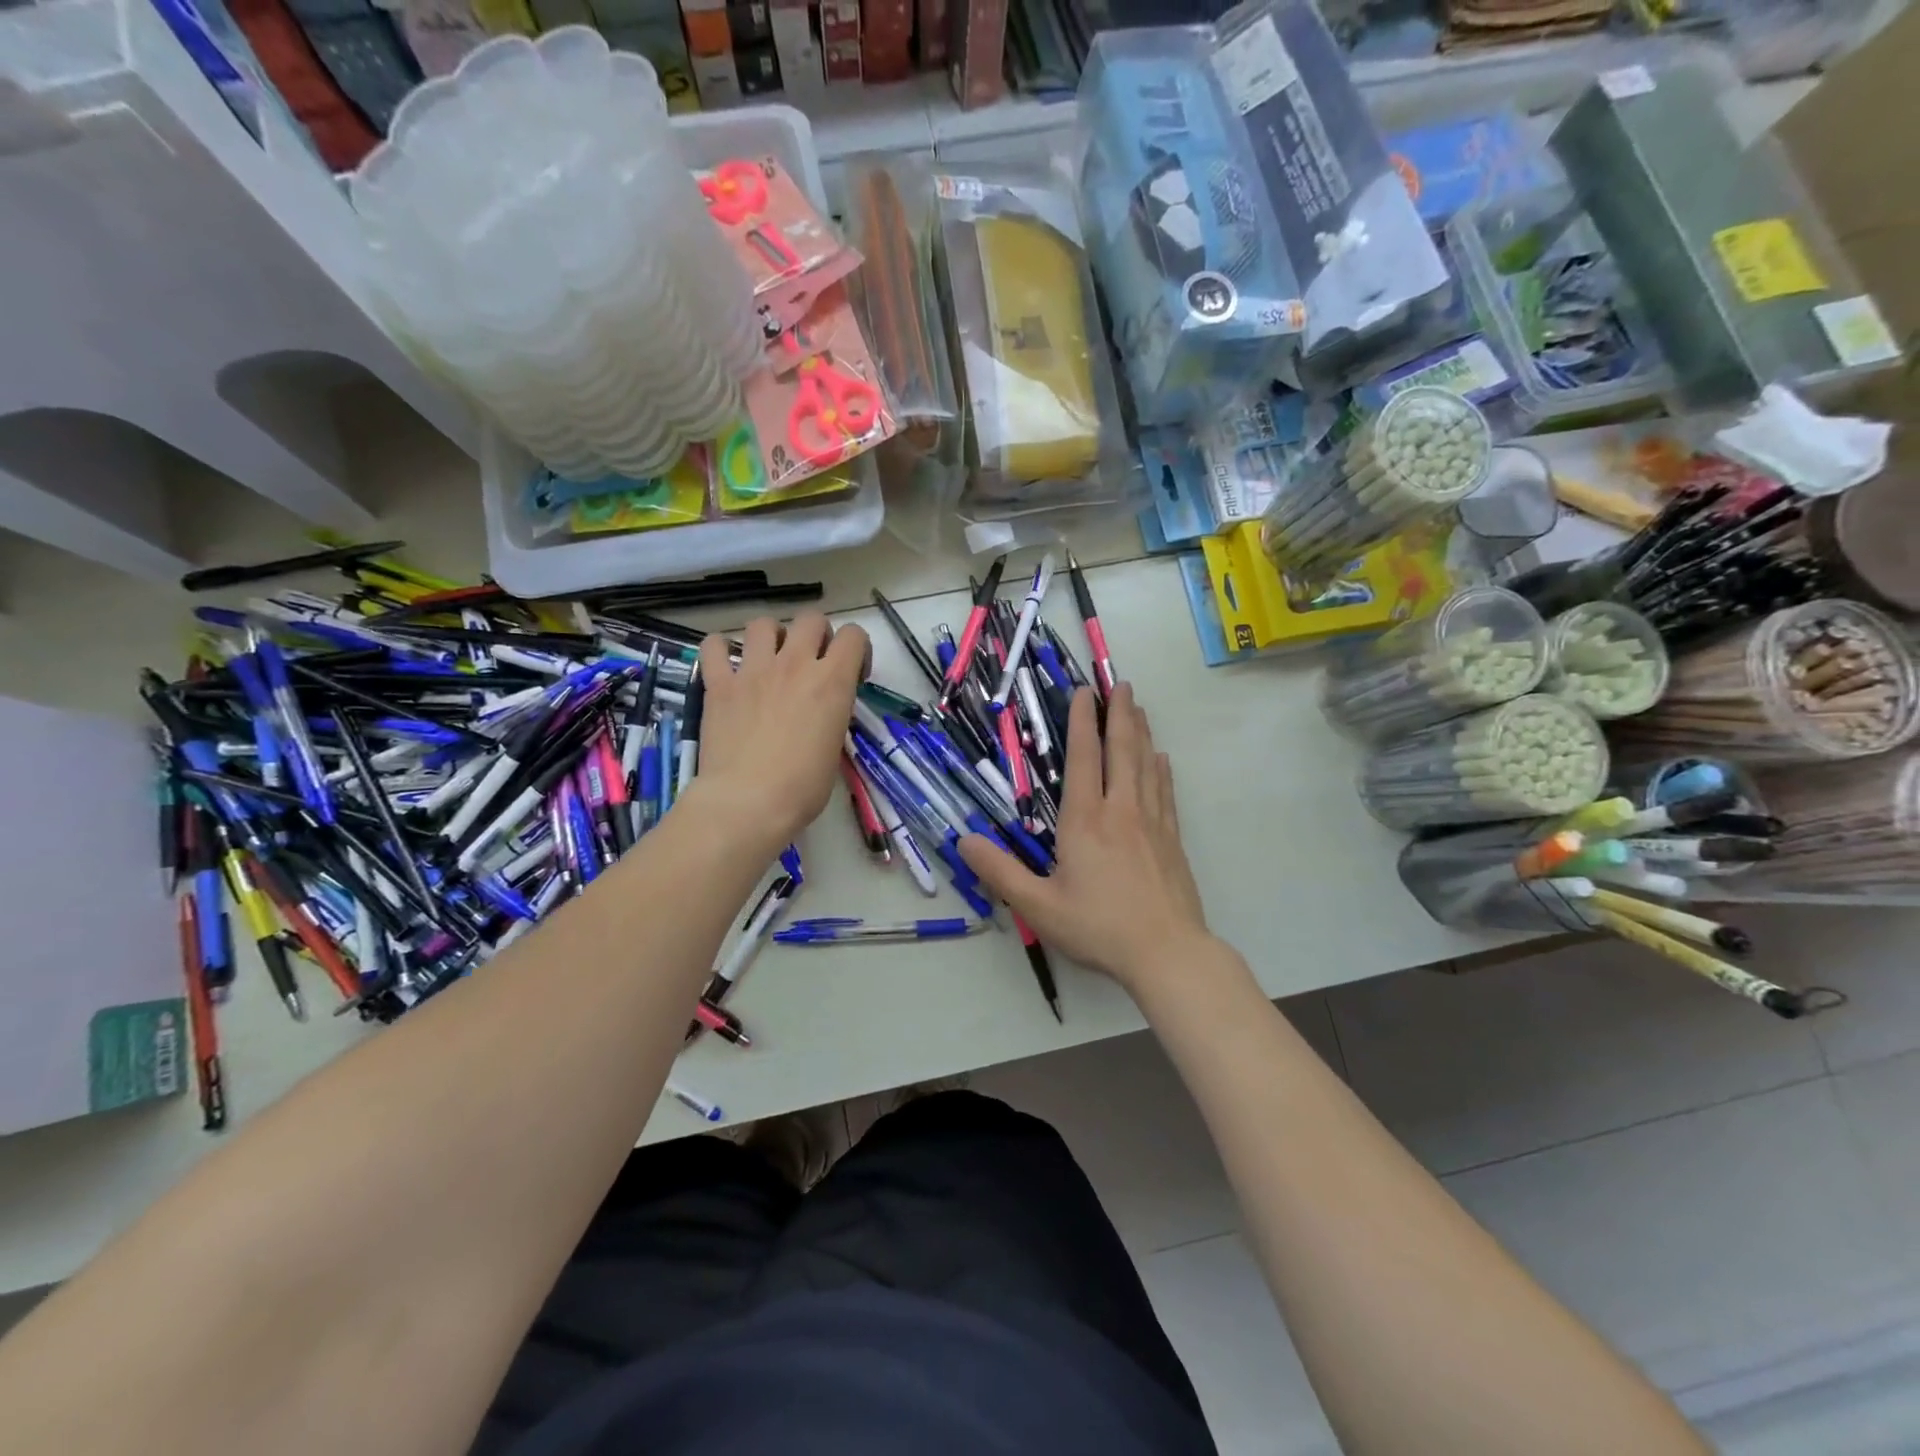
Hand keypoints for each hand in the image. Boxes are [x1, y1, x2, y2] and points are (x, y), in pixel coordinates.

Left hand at [692, 613, 869, 849]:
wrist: (748, 801)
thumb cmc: (803, 787)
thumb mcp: (835, 748)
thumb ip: (831, 715)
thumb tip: (821, 712)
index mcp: (832, 681)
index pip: (854, 636)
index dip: (857, 651)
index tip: (851, 676)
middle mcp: (795, 665)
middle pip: (811, 619)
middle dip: (816, 635)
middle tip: (812, 664)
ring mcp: (754, 671)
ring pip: (764, 624)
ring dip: (771, 637)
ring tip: (769, 662)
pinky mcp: (719, 684)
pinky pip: (714, 646)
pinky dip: (721, 650)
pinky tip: (726, 666)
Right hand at [958, 684, 1211, 995]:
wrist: (1167, 953)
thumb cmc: (1098, 927)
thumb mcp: (1038, 905)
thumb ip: (1000, 872)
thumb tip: (964, 841)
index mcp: (1085, 821)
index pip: (1083, 759)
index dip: (1081, 722)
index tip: (1084, 692)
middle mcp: (1120, 811)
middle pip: (1122, 751)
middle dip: (1120, 715)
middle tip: (1122, 684)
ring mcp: (1151, 823)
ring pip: (1146, 766)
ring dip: (1142, 733)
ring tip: (1140, 709)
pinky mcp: (1171, 840)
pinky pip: (1166, 792)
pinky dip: (1161, 770)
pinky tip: (1162, 759)